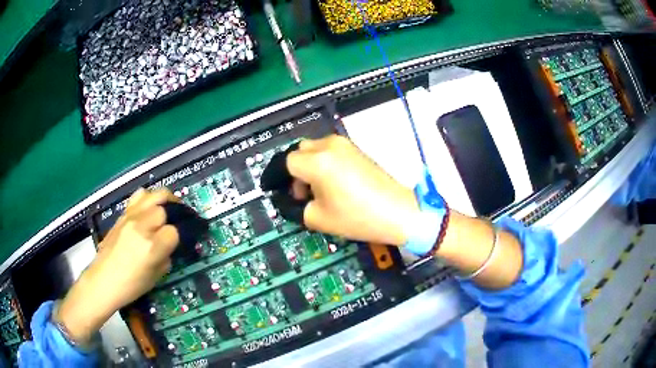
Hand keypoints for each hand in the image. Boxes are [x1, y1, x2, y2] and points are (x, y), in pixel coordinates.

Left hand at [56, 189, 180, 343]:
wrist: (103, 280)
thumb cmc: (131, 285)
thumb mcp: (156, 277)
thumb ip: (166, 257)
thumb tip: (169, 245)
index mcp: (151, 247)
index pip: (173, 232)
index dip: (176, 238)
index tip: (173, 245)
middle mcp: (140, 227)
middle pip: (163, 208)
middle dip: (170, 216)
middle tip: (173, 223)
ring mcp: (129, 218)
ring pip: (151, 195)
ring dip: (161, 201)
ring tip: (165, 208)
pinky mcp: (121, 215)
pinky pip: (137, 197)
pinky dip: (146, 199)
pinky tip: (147, 209)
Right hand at [286, 135, 419, 245]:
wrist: (398, 211)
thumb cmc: (358, 217)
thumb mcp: (318, 218)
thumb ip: (296, 207)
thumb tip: (289, 200)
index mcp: (317, 162)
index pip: (286, 163)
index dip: (279, 178)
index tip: (278, 191)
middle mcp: (329, 146)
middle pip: (299, 152)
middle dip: (295, 171)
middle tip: (301, 194)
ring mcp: (345, 145)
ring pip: (315, 149)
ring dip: (309, 166)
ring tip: (318, 190)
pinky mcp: (356, 149)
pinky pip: (330, 151)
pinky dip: (323, 163)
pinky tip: (332, 184)